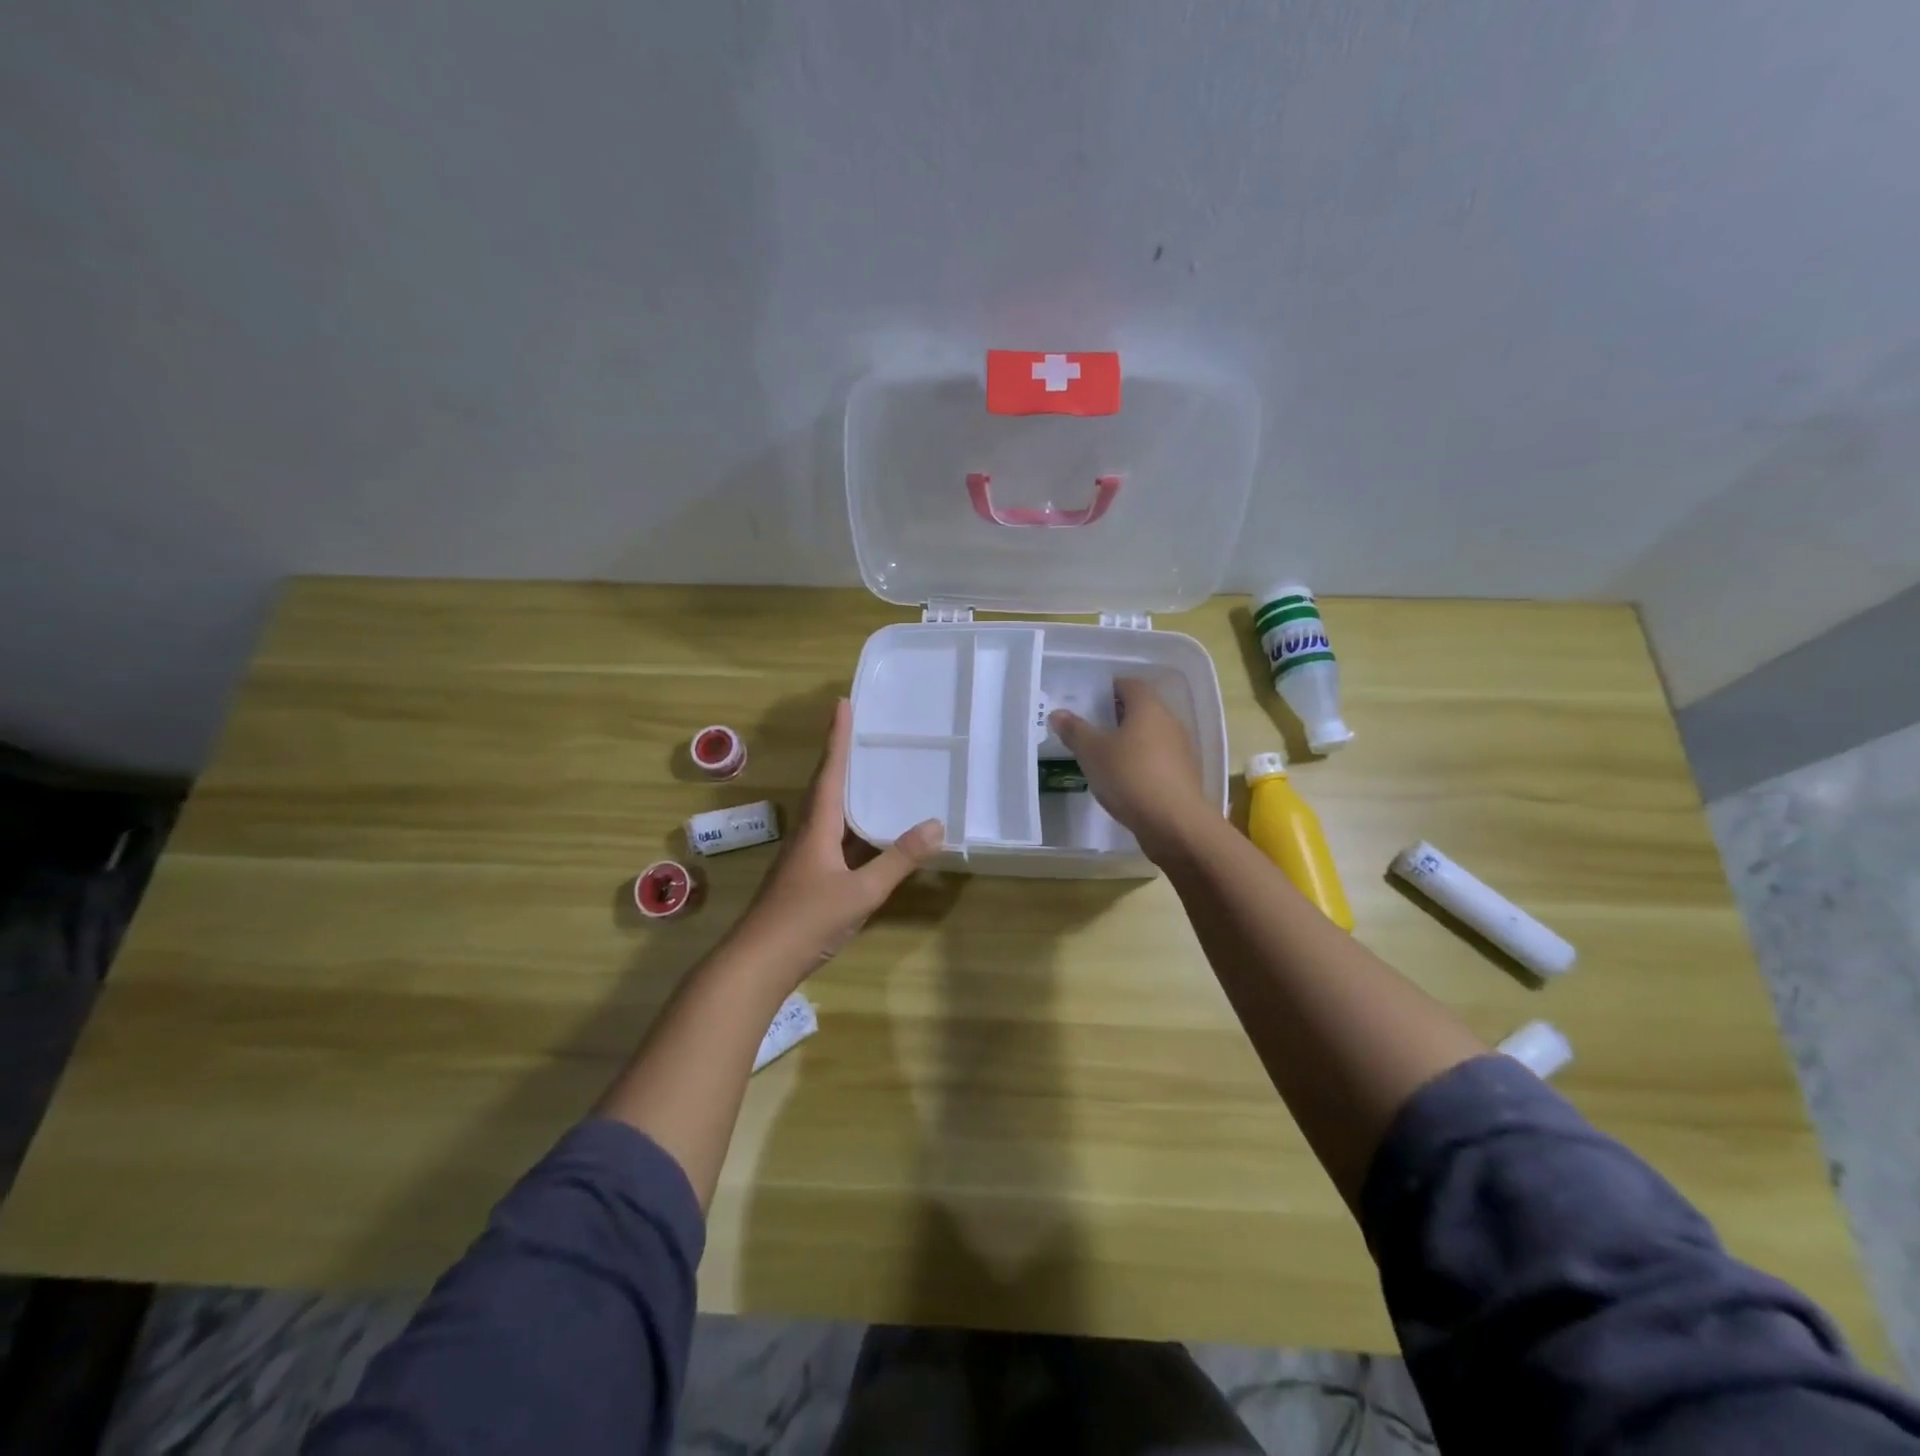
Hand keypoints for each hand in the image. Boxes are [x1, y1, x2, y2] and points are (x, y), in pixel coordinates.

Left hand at [733, 698, 941, 975]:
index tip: (842, 703)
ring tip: (862, 771)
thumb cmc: (807, 920)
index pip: (830, 771)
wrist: (758, 962)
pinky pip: (827, 833)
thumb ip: (898, 860)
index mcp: (817, 826)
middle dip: (838, 755)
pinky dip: (844, 819)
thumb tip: (936, 824)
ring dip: (839, 785)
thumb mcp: (861, 891)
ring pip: (823, 810)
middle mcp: (807, 833)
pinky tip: (859, 831)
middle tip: (855, 729)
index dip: (838, 737)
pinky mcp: (803, 875)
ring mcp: (802, 856)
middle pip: (823, 784)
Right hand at [1048, 676, 1212, 856]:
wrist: (1174, 823)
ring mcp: (1180, 750)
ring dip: (1130, 740)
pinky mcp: (1183, 776)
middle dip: (1117, 715)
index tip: (1090, 700)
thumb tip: (1058, 713)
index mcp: (1148, 708)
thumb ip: (1075, 731)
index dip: (1110, 688)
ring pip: (1151, 735)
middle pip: (1142, 709)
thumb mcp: (1093, 753)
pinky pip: (1158, 759)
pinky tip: (1124, 780)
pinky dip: (1141, 762)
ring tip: (1104, 755)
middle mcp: (1169, 722)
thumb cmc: (1130, 777)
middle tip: (1091, 727)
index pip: (1130, 685)